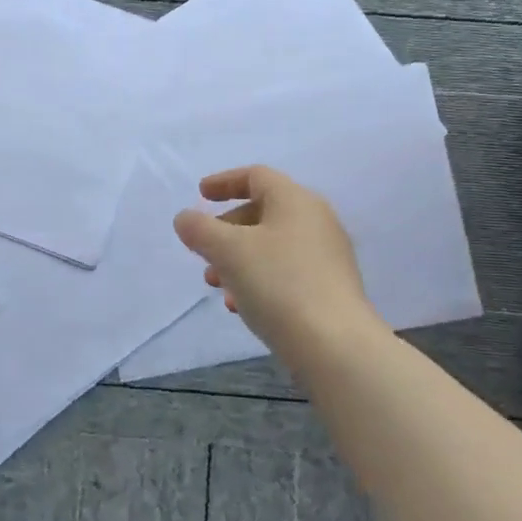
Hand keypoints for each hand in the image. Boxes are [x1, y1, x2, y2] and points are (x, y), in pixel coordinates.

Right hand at [173, 166, 384, 361]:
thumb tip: (186, 218)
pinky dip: (258, 279)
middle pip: (262, 211)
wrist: (335, 345)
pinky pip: (285, 272)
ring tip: (215, 285)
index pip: (256, 176)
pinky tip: (241, 306)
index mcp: (295, 200)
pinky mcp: (329, 288)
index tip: (200, 195)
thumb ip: (199, 228)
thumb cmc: (278, 283)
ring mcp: (326, 256)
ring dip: (237, 259)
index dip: (224, 182)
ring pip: (271, 246)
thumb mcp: (227, 250)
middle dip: (225, 230)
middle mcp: (316, 221)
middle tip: (202, 250)